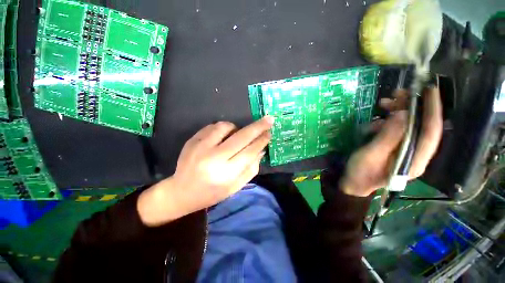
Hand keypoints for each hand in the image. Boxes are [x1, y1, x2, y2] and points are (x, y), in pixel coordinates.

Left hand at [137, 117, 273, 225]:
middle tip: (269, 119)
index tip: (270, 132)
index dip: (261, 141)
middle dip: (258, 127)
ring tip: (235, 135)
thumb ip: (251, 168)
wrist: (181, 192)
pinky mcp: (192, 140)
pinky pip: (212, 126)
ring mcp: (201, 147)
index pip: (249, 152)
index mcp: (226, 174)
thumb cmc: (212, 192)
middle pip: (241, 137)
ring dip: (236, 128)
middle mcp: (214, 158)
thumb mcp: (236, 186)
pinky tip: (221, 137)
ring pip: (225, 127)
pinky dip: (221, 129)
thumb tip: (261, 150)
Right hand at [340, 86, 442, 196]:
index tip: (430, 90)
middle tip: (396, 94)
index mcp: (415, 160)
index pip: (431, 133)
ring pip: (409, 126)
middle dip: (410, 107)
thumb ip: (387, 137)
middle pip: (421, 126)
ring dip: (397, 113)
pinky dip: (387, 122)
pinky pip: (397, 130)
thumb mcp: (370, 155)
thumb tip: (402, 114)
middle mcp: (416, 155)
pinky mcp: (396, 148)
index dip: (432, 110)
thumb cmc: (360, 173)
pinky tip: (374, 124)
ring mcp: (406, 151)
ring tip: (382, 104)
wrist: (354, 183)